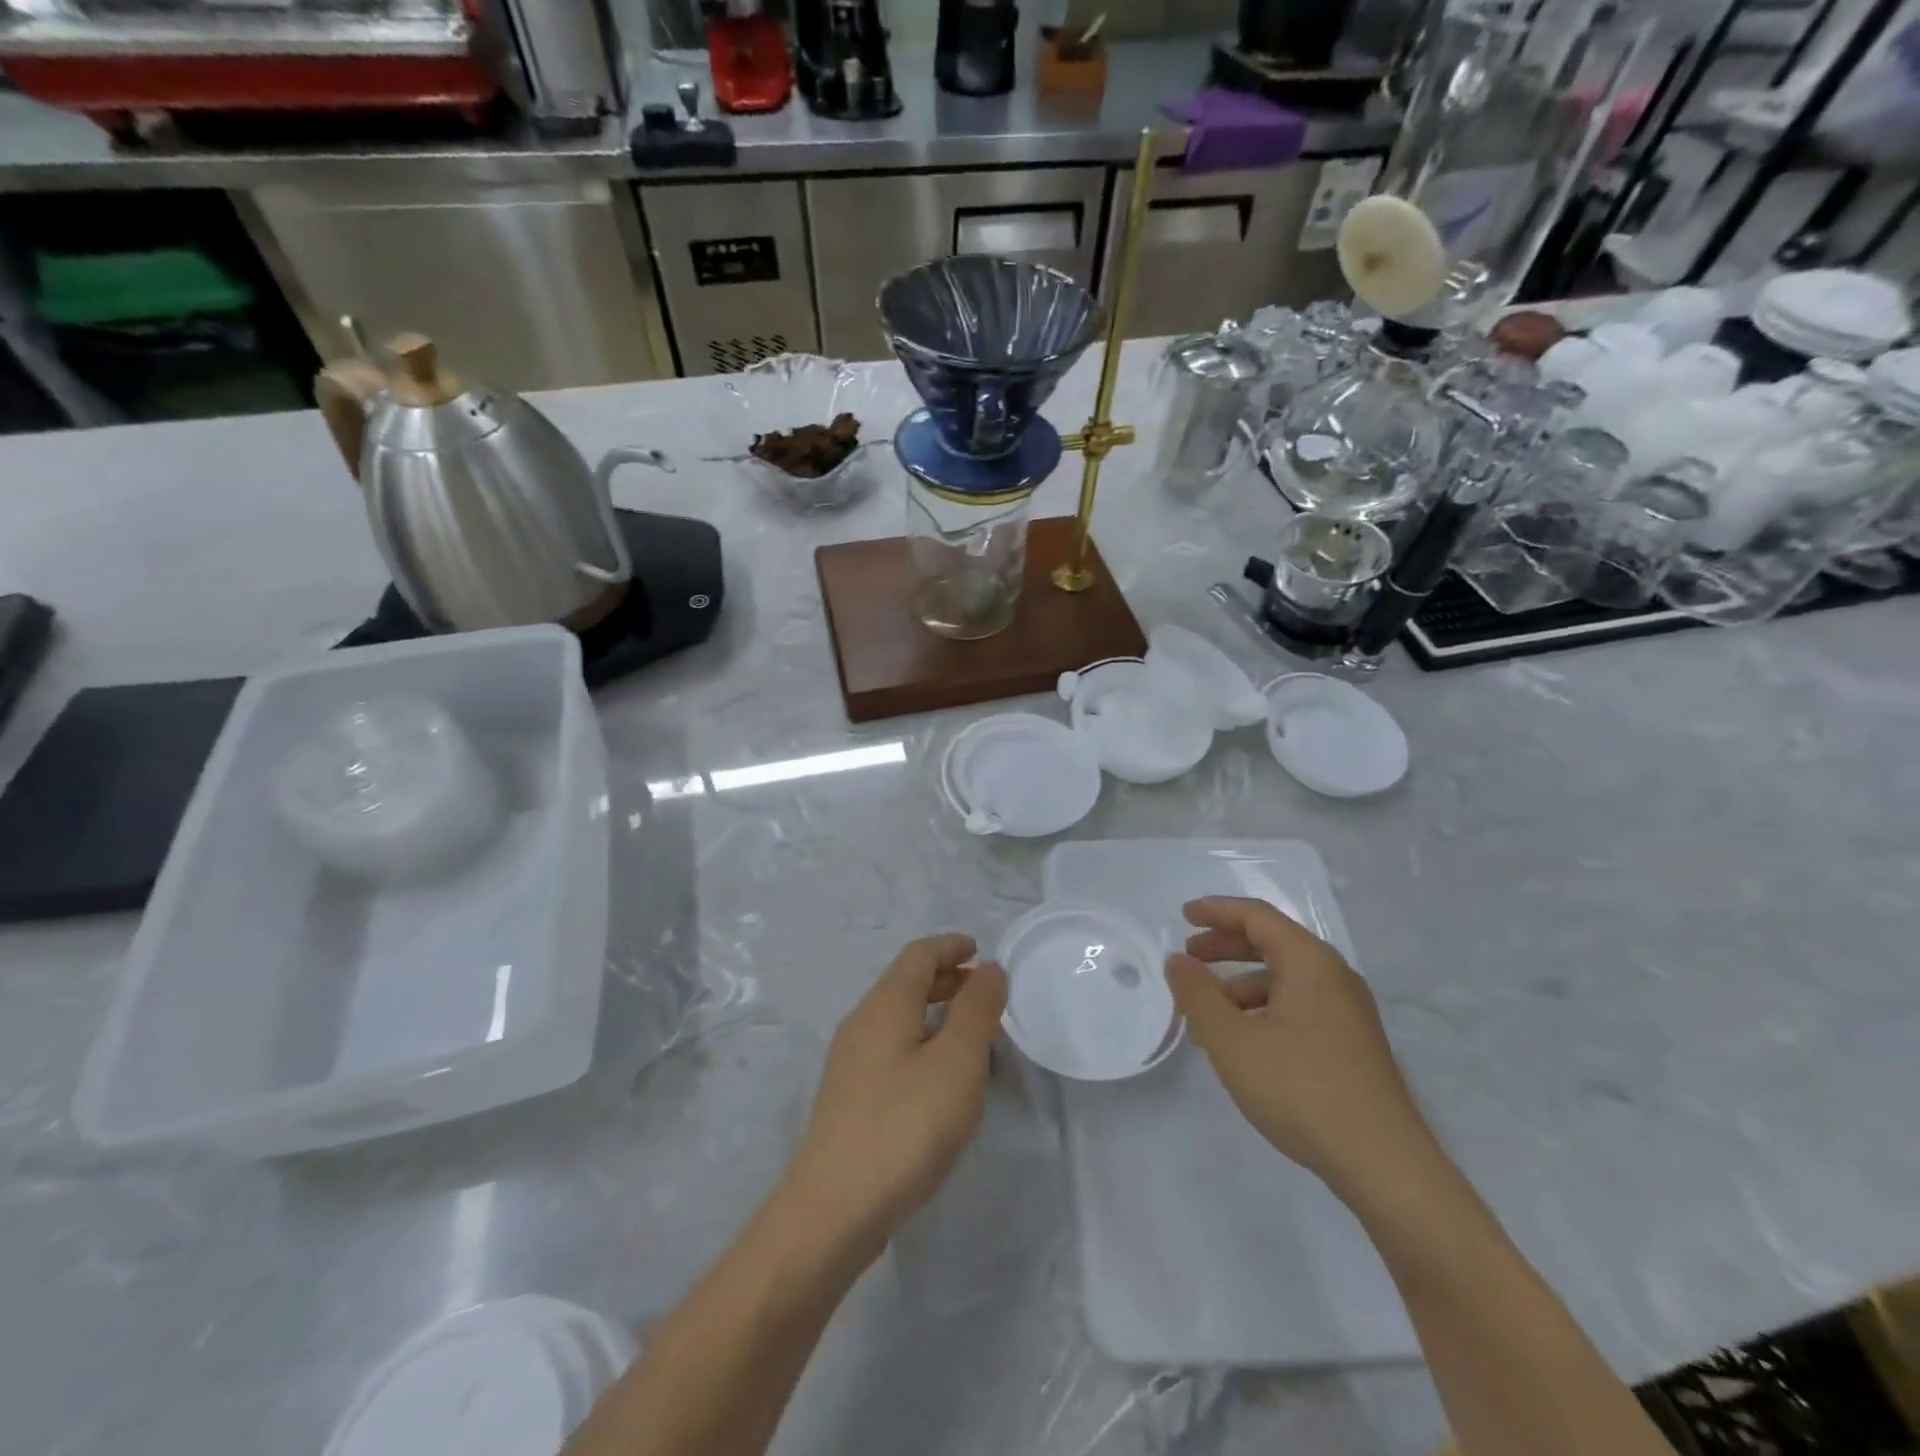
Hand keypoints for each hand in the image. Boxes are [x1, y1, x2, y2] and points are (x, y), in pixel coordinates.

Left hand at [784, 935, 1006, 1252]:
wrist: (833, 1210)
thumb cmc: (905, 1125)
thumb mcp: (957, 1063)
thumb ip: (976, 1010)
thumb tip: (988, 968)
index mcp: (885, 1004)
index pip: (918, 954)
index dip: (950, 946)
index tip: (980, 950)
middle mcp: (862, 1023)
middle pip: (905, 983)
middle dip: (945, 978)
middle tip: (983, 991)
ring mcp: (850, 1062)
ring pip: (898, 1017)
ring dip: (934, 1012)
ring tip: (971, 1034)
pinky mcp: (849, 1098)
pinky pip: (891, 1048)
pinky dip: (921, 1042)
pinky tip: (940, 1078)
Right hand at [1165, 897, 1435, 1197]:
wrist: (1384, 1165)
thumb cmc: (1301, 1090)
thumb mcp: (1232, 1041)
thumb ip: (1198, 995)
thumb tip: (1177, 961)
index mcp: (1310, 962)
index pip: (1257, 916)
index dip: (1217, 910)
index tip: (1182, 917)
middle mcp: (1334, 977)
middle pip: (1272, 942)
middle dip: (1225, 945)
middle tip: (1188, 958)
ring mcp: (1347, 1012)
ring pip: (1284, 978)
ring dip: (1239, 984)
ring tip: (1205, 1014)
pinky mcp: (1351, 1044)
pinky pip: (1297, 1006)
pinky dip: (1262, 1009)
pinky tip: (1242, 1043)